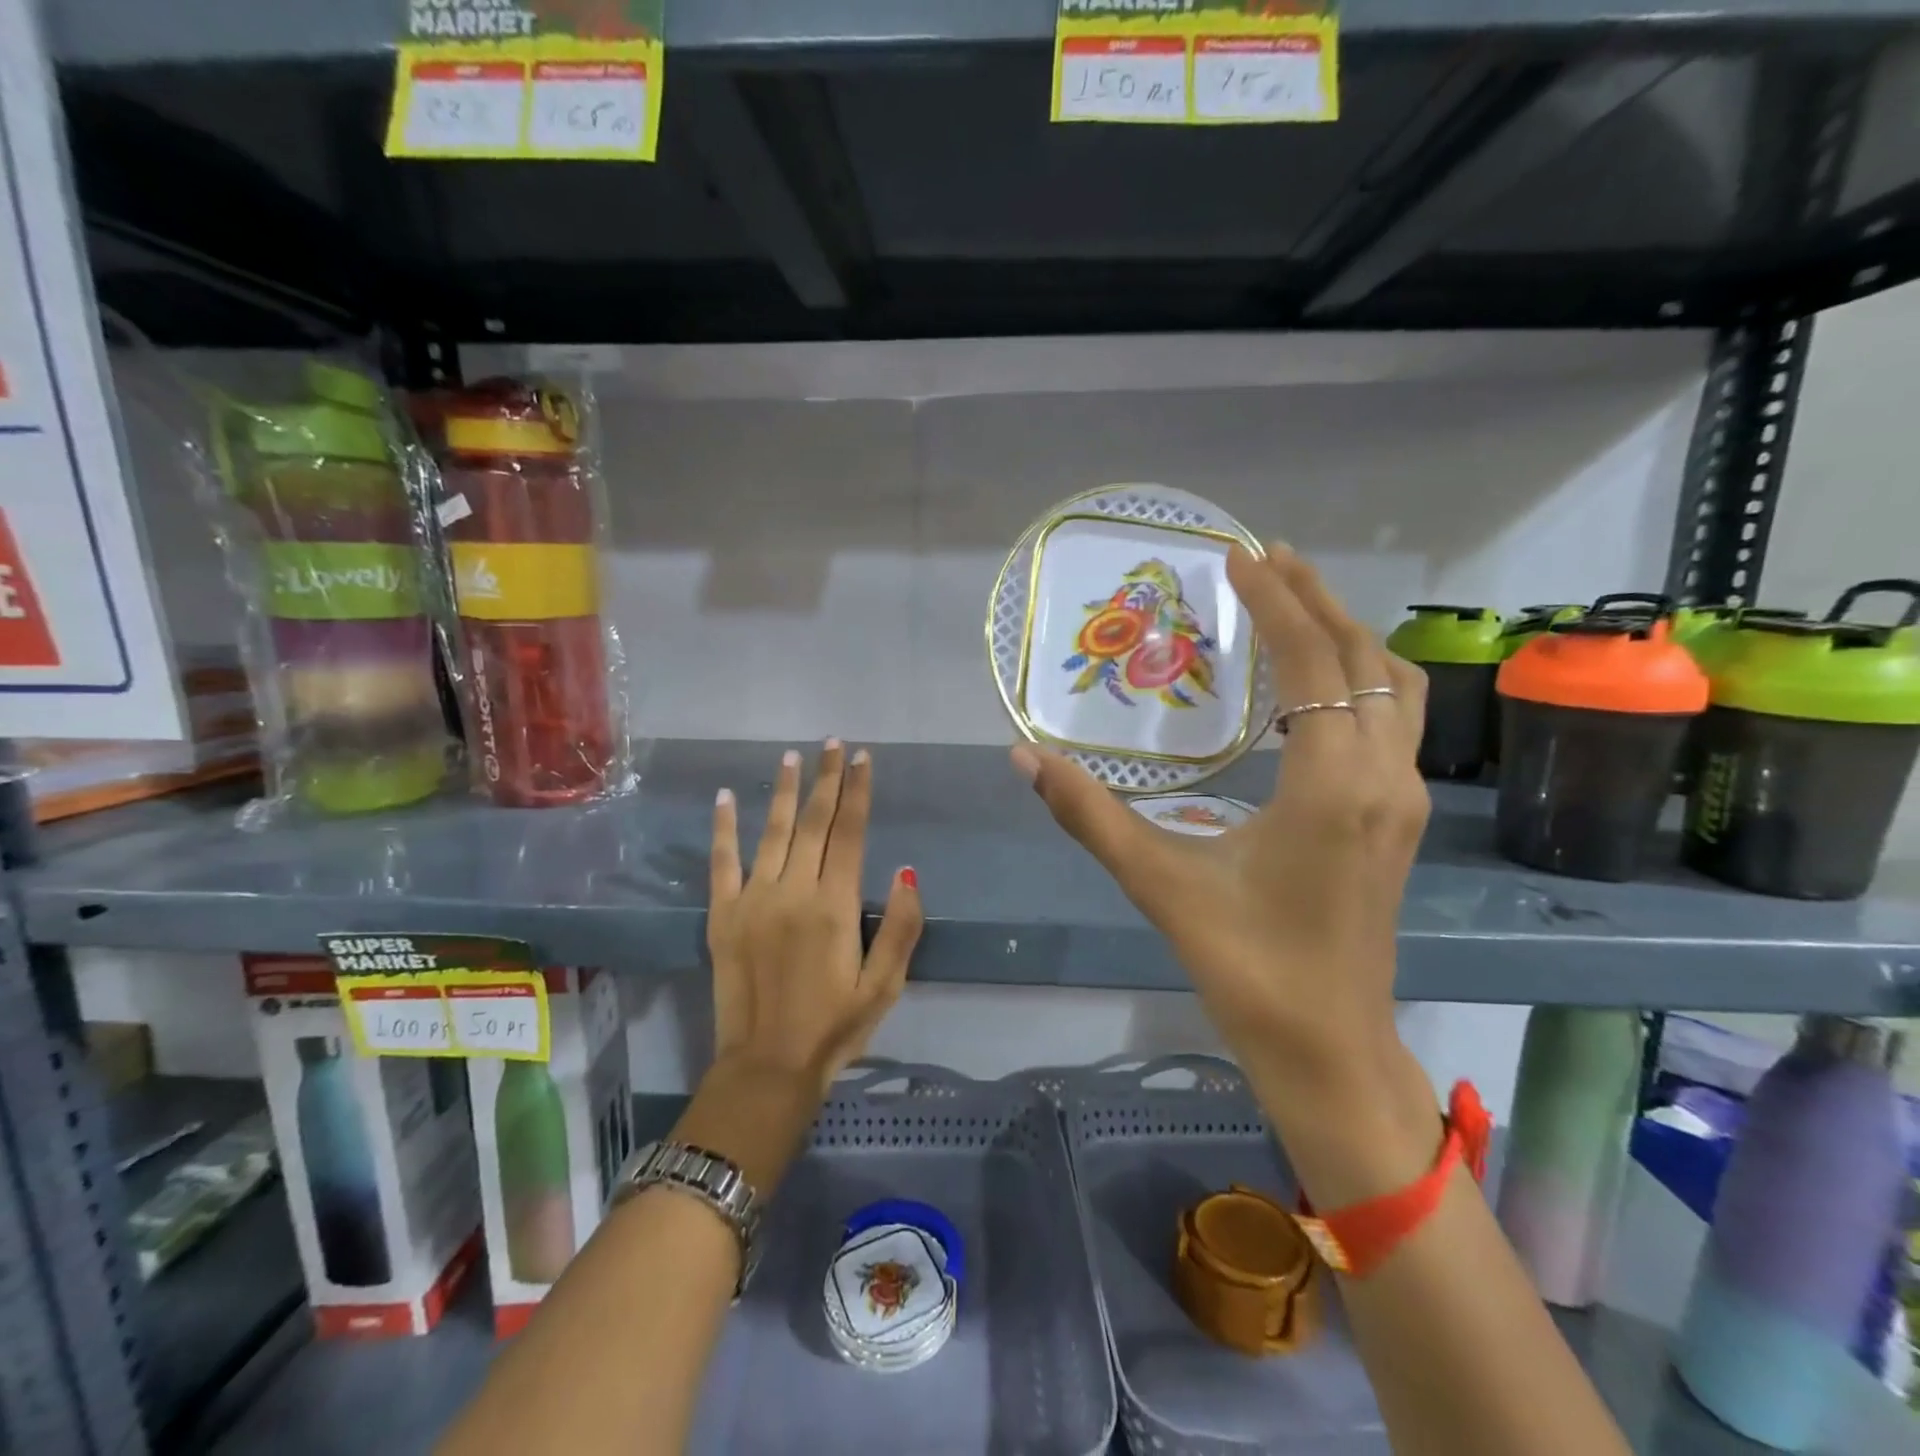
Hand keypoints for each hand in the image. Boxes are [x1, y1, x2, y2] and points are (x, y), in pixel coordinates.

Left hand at [708, 741, 923, 1099]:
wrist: (767, 1067)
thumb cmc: (834, 1028)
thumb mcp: (885, 986)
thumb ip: (901, 927)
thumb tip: (907, 872)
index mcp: (835, 905)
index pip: (850, 833)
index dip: (858, 791)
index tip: (862, 758)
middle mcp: (794, 891)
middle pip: (813, 822)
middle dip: (825, 780)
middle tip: (831, 744)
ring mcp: (753, 900)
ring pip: (771, 832)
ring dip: (782, 791)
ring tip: (791, 757)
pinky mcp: (722, 916)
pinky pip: (722, 862)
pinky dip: (723, 827)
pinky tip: (725, 797)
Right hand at [1012, 544, 1429, 1088]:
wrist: (1327, 1047)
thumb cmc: (1245, 966)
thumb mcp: (1159, 883)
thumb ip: (1088, 815)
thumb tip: (1024, 756)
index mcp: (1331, 786)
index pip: (1314, 663)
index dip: (1277, 603)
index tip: (1238, 556)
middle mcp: (1382, 779)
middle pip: (1364, 658)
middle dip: (1316, 599)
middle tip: (1266, 558)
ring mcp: (1401, 799)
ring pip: (1391, 688)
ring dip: (1346, 635)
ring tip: (1294, 602)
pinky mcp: (1399, 819)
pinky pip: (1390, 720)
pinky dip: (1356, 678)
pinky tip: (1310, 686)